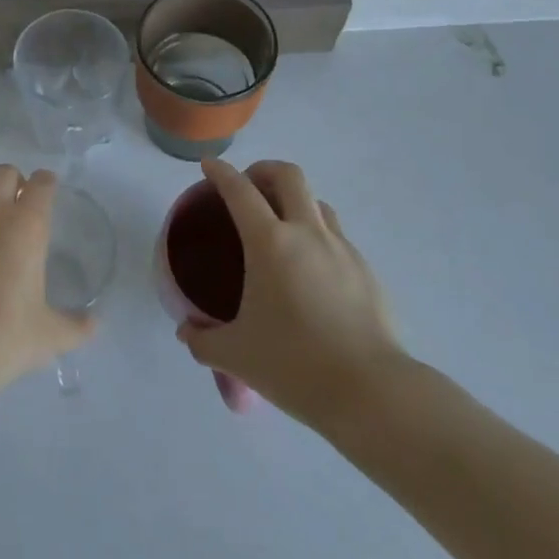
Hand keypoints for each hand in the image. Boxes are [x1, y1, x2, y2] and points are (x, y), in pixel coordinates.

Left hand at [0, 166, 96, 443]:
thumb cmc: (1, 339)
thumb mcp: (48, 336)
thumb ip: (76, 326)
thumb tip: (95, 323)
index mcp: (27, 226)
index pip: (42, 185)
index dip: (46, 184)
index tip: (47, 192)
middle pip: (6, 173)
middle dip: (15, 183)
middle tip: (16, 205)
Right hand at [176, 158, 404, 436]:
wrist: (372, 392)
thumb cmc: (295, 365)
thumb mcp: (237, 356)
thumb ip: (203, 340)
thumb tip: (186, 333)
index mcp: (270, 243)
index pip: (240, 190)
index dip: (220, 172)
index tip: (208, 166)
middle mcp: (307, 233)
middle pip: (288, 176)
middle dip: (264, 170)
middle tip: (248, 187)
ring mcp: (342, 249)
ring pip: (317, 202)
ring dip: (294, 201)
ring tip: (280, 226)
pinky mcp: (365, 271)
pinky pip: (337, 236)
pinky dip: (317, 235)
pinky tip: (310, 270)